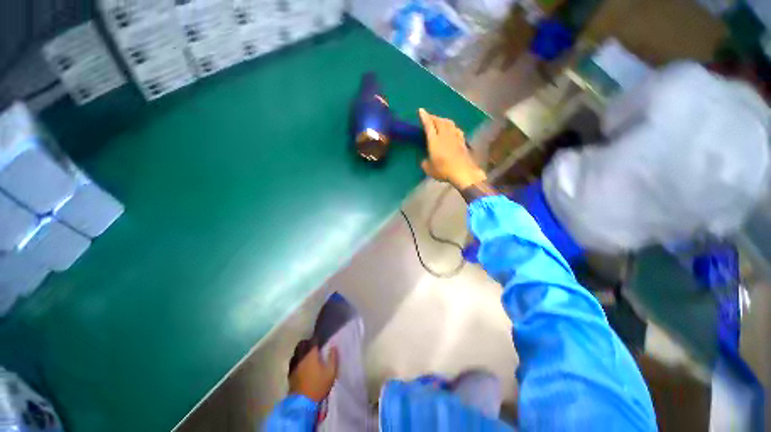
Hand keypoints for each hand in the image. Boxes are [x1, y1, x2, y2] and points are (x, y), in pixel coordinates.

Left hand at [288, 340, 338, 401]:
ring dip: (300, 350)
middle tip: (312, 344)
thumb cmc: (318, 386)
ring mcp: (294, 365)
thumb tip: (333, 346)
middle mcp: (301, 357)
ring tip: (305, 352)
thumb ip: (333, 357)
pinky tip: (299, 362)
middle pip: (302, 344)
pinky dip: (296, 359)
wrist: (302, 403)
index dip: (316, 337)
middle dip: (307, 342)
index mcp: (311, 355)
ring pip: (296, 352)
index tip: (319, 336)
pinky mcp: (290, 374)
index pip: (313, 341)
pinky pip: (292, 361)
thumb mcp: (331, 372)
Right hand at [419, 108, 485, 189]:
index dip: (424, 117)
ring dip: (443, 120)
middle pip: (439, 121)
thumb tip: (425, 161)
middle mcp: (444, 135)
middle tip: (429, 118)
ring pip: (449, 123)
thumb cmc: (443, 170)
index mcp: (434, 140)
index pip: (428, 125)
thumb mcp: (429, 170)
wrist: (463, 172)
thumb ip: (425, 163)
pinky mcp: (462, 141)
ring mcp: (455, 137)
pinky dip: (452, 127)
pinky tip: (452, 129)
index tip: (421, 110)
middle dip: (433, 117)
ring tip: (440, 121)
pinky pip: (456, 129)